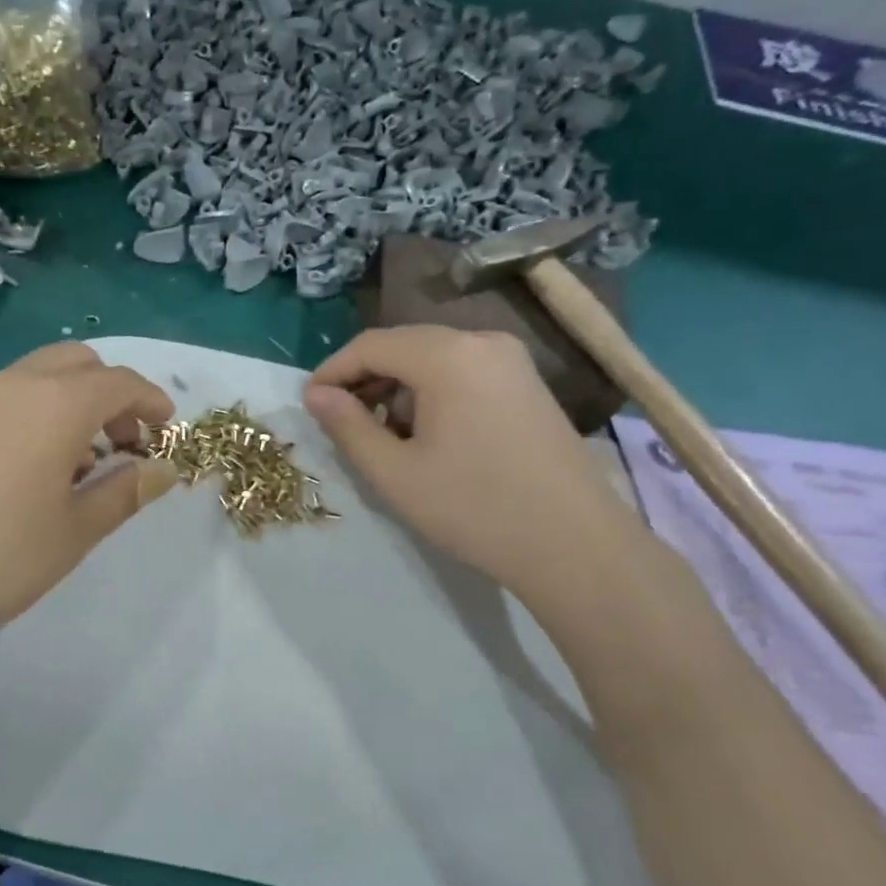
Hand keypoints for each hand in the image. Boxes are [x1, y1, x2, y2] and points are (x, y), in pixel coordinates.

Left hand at [0, 343, 177, 698]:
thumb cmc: (2, 560)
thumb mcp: (78, 529)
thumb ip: (127, 491)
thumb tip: (162, 469)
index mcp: (56, 404)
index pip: (119, 382)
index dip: (151, 402)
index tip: (166, 431)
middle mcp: (13, 387)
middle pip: (77, 363)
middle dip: (110, 393)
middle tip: (124, 444)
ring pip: (36, 378)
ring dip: (71, 403)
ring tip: (80, 464)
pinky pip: (3, 401)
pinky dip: (34, 415)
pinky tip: (30, 473)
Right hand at [303, 326, 640, 600]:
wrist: (575, 544)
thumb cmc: (474, 508)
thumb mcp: (394, 472)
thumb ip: (348, 426)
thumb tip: (316, 395)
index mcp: (448, 355)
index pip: (371, 345)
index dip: (333, 372)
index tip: (310, 404)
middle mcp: (482, 341)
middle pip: (404, 345)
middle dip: (366, 379)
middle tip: (343, 422)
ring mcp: (512, 360)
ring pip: (434, 359)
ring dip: (399, 388)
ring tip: (386, 436)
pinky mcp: (528, 383)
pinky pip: (464, 371)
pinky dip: (433, 393)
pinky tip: (429, 435)